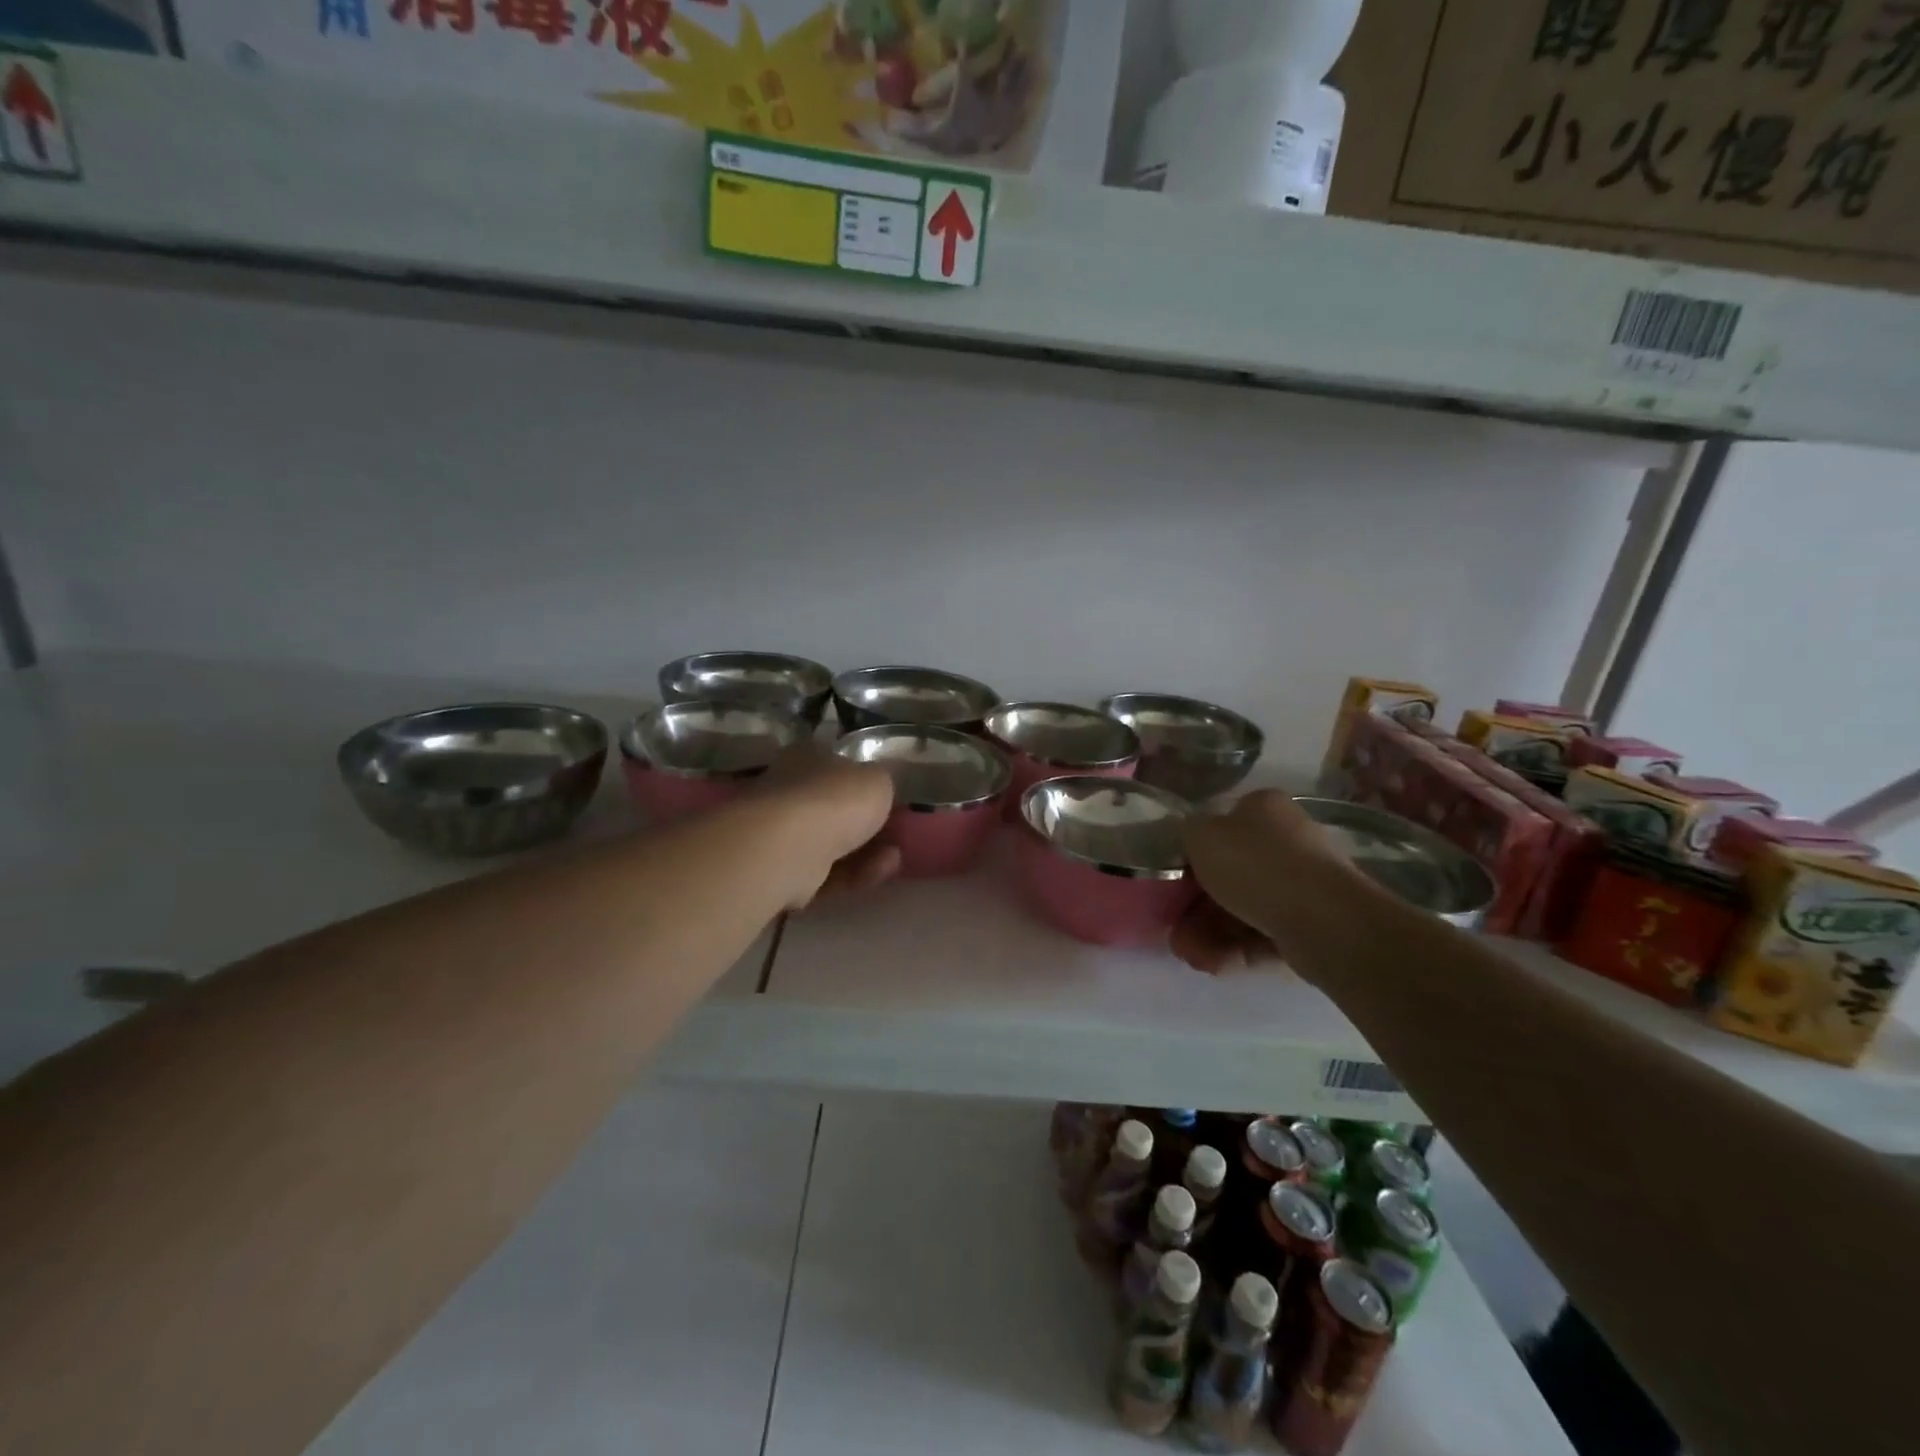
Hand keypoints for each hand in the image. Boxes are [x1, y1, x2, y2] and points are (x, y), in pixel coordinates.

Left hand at [755, 744, 898, 908]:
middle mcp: (789, 791)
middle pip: (833, 809)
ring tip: (894, 858)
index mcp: (806, 758)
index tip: (887, 799)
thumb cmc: (834, 800)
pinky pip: (826, 874)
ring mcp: (782, 835)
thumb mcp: (877, 779)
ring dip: (866, 853)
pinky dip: (853, 874)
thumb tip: (875, 789)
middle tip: (895, 834)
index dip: (862, 781)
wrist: (790, 850)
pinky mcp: (782, 873)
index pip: (835, 764)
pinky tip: (878, 873)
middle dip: (866, 825)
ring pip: (832, 845)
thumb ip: (880, 783)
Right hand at [1172, 790, 1352, 974]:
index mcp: (1264, 809)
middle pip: (1229, 875)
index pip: (1222, 826)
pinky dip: (1234, 950)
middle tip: (1174, 926)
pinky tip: (1213, 964)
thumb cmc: (1255, 865)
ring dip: (1208, 934)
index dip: (1194, 853)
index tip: (1175, 879)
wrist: (1322, 919)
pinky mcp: (1310, 927)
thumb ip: (1185, 833)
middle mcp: (1287, 842)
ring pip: (1242, 910)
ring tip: (1189, 954)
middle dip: (1196, 906)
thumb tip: (1189, 839)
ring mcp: (1302, 886)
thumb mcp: (1200, 835)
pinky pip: (1262, 936)